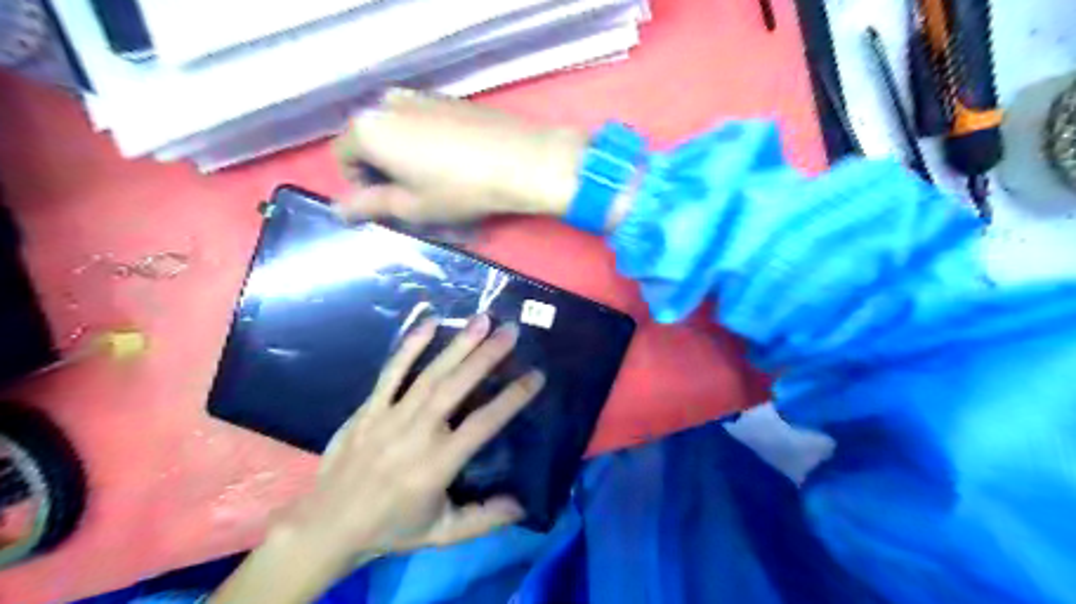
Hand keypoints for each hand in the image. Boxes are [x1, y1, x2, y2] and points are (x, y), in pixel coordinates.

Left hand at [282, 314, 543, 563]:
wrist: (326, 526)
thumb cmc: (391, 528)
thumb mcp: (442, 533)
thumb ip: (483, 519)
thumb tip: (522, 504)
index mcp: (438, 464)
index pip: (483, 424)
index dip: (512, 398)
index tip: (535, 376)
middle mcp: (417, 434)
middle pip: (456, 388)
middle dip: (486, 356)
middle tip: (510, 331)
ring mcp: (390, 417)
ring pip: (429, 374)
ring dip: (457, 345)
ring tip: (482, 321)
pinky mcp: (369, 409)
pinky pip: (391, 372)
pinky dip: (410, 346)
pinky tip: (429, 323)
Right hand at [336, 93, 586, 226]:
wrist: (521, 161)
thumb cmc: (459, 190)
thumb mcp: (412, 206)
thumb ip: (371, 205)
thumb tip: (340, 210)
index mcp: (369, 128)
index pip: (343, 155)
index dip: (360, 184)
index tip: (388, 202)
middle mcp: (388, 103)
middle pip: (369, 138)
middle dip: (381, 167)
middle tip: (411, 193)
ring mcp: (420, 96)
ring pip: (397, 129)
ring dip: (404, 153)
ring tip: (434, 178)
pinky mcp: (449, 98)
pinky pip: (422, 120)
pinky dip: (425, 140)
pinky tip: (454, 160)